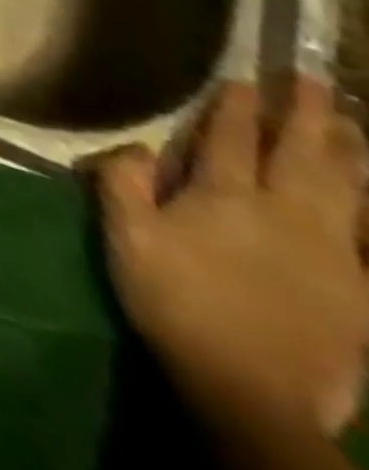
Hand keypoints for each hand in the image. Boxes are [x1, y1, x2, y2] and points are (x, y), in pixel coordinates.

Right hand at [98, 79, 368, 434]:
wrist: (250, 389)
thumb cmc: (174, 300)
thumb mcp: (126, 237)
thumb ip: (124, 183)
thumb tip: (137, 146)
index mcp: (224, 199)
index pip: (229, 140)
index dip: (235, 108)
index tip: (244, 79)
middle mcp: (285, 215)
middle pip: (300, 156)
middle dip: (306, 116)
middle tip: (312, 81)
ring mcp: (333, 254)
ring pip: (346, 190)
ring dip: (348, 152)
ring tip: (351, 124)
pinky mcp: (360, 290)